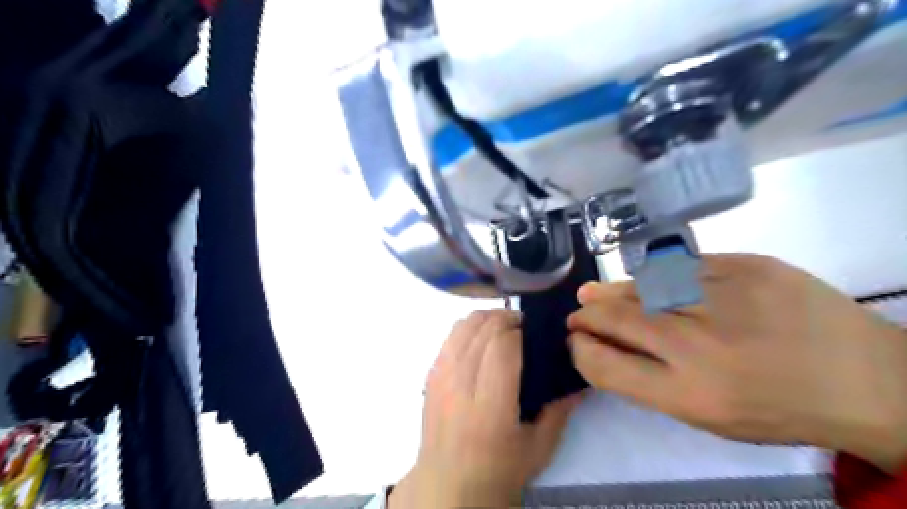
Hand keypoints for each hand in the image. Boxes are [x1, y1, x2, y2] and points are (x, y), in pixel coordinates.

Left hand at [391, 310, 581, 507]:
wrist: (448, 485)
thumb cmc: (498, 471)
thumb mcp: (539, 447)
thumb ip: (560, 409)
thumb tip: (581, 379)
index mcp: (490, 406)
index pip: (502, 346)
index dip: (520, 330)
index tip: (535, 332)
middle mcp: (460, 385)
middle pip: (482, 329)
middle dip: (507, 319)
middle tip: (524, 327)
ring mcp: (441, 377)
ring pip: (463, 326)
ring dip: (486, 318)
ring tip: (503, 328)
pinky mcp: (430, 375)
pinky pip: (449, 336)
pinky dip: (468, 328)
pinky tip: (481, 339)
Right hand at [564, 254, 906, 472]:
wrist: (868, 379)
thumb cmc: (778, 408)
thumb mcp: (706, 415)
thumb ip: (647, 381)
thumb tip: (602, 345)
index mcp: (690, 393)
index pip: (605, 364)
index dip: (579, 350)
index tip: (575, 342)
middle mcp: (699, 344)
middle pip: (616, 318)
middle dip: (586, 316)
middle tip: (578, 313)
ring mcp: (723, 296)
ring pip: (641, 286)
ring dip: (611, 292)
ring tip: (595, 294)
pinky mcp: (746, 265)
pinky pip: (679, 267)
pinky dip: (653, 277)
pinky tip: (646, 283)